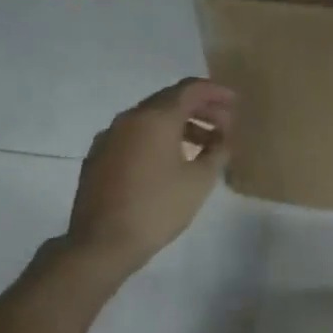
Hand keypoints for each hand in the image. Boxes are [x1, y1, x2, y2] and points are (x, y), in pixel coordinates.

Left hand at [66, 78, 234, 275]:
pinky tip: (170, 161)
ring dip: (179, 125)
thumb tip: (223, 137)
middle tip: (224, 124)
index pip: (189, 90)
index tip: (234, 102)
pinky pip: (134, 136)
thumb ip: (217, 152)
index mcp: (155, 118)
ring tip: (203, 145)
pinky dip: (157, 138)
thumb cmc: (157, 208)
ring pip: (150, 119)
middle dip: (199, 109)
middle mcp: (129, 118)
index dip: (215, 92)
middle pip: (169, 100)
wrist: (101, 243)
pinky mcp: (98, 156)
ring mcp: (109, 137)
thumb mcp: (199, 181)